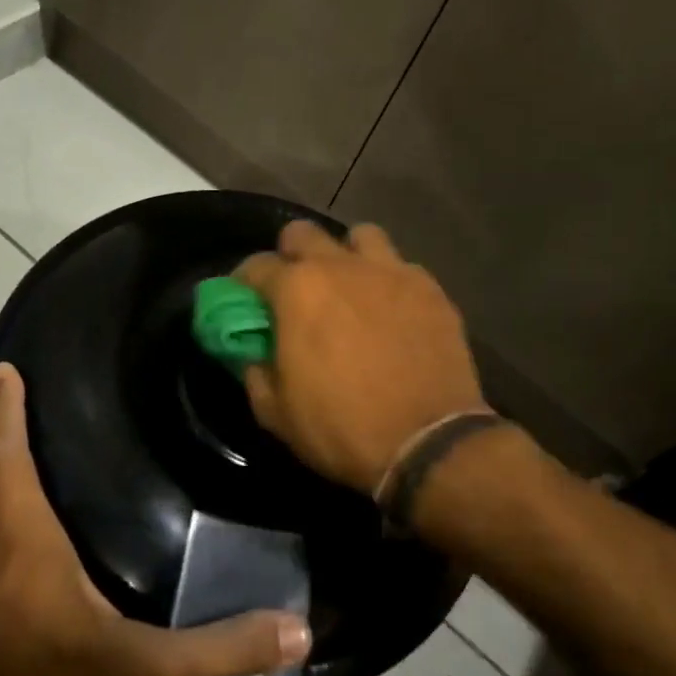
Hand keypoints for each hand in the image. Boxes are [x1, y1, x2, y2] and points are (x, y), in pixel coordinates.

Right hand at [236, 221, 486, 496]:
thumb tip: (254, 353)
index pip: (255, 265)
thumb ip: (256, 371)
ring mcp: (392, 271)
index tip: (246, 301)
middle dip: (292, 255)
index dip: (244, 283)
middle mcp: (342, 266)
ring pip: (361, 236)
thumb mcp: (276, 413)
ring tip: (351, 287)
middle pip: (304, 232)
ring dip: (348, 255)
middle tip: (296, 289)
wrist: (427, 443)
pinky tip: (393, 310)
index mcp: (298, 289)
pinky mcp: (431, 288)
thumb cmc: (341, 428)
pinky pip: (403, 267)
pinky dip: (390, 281)